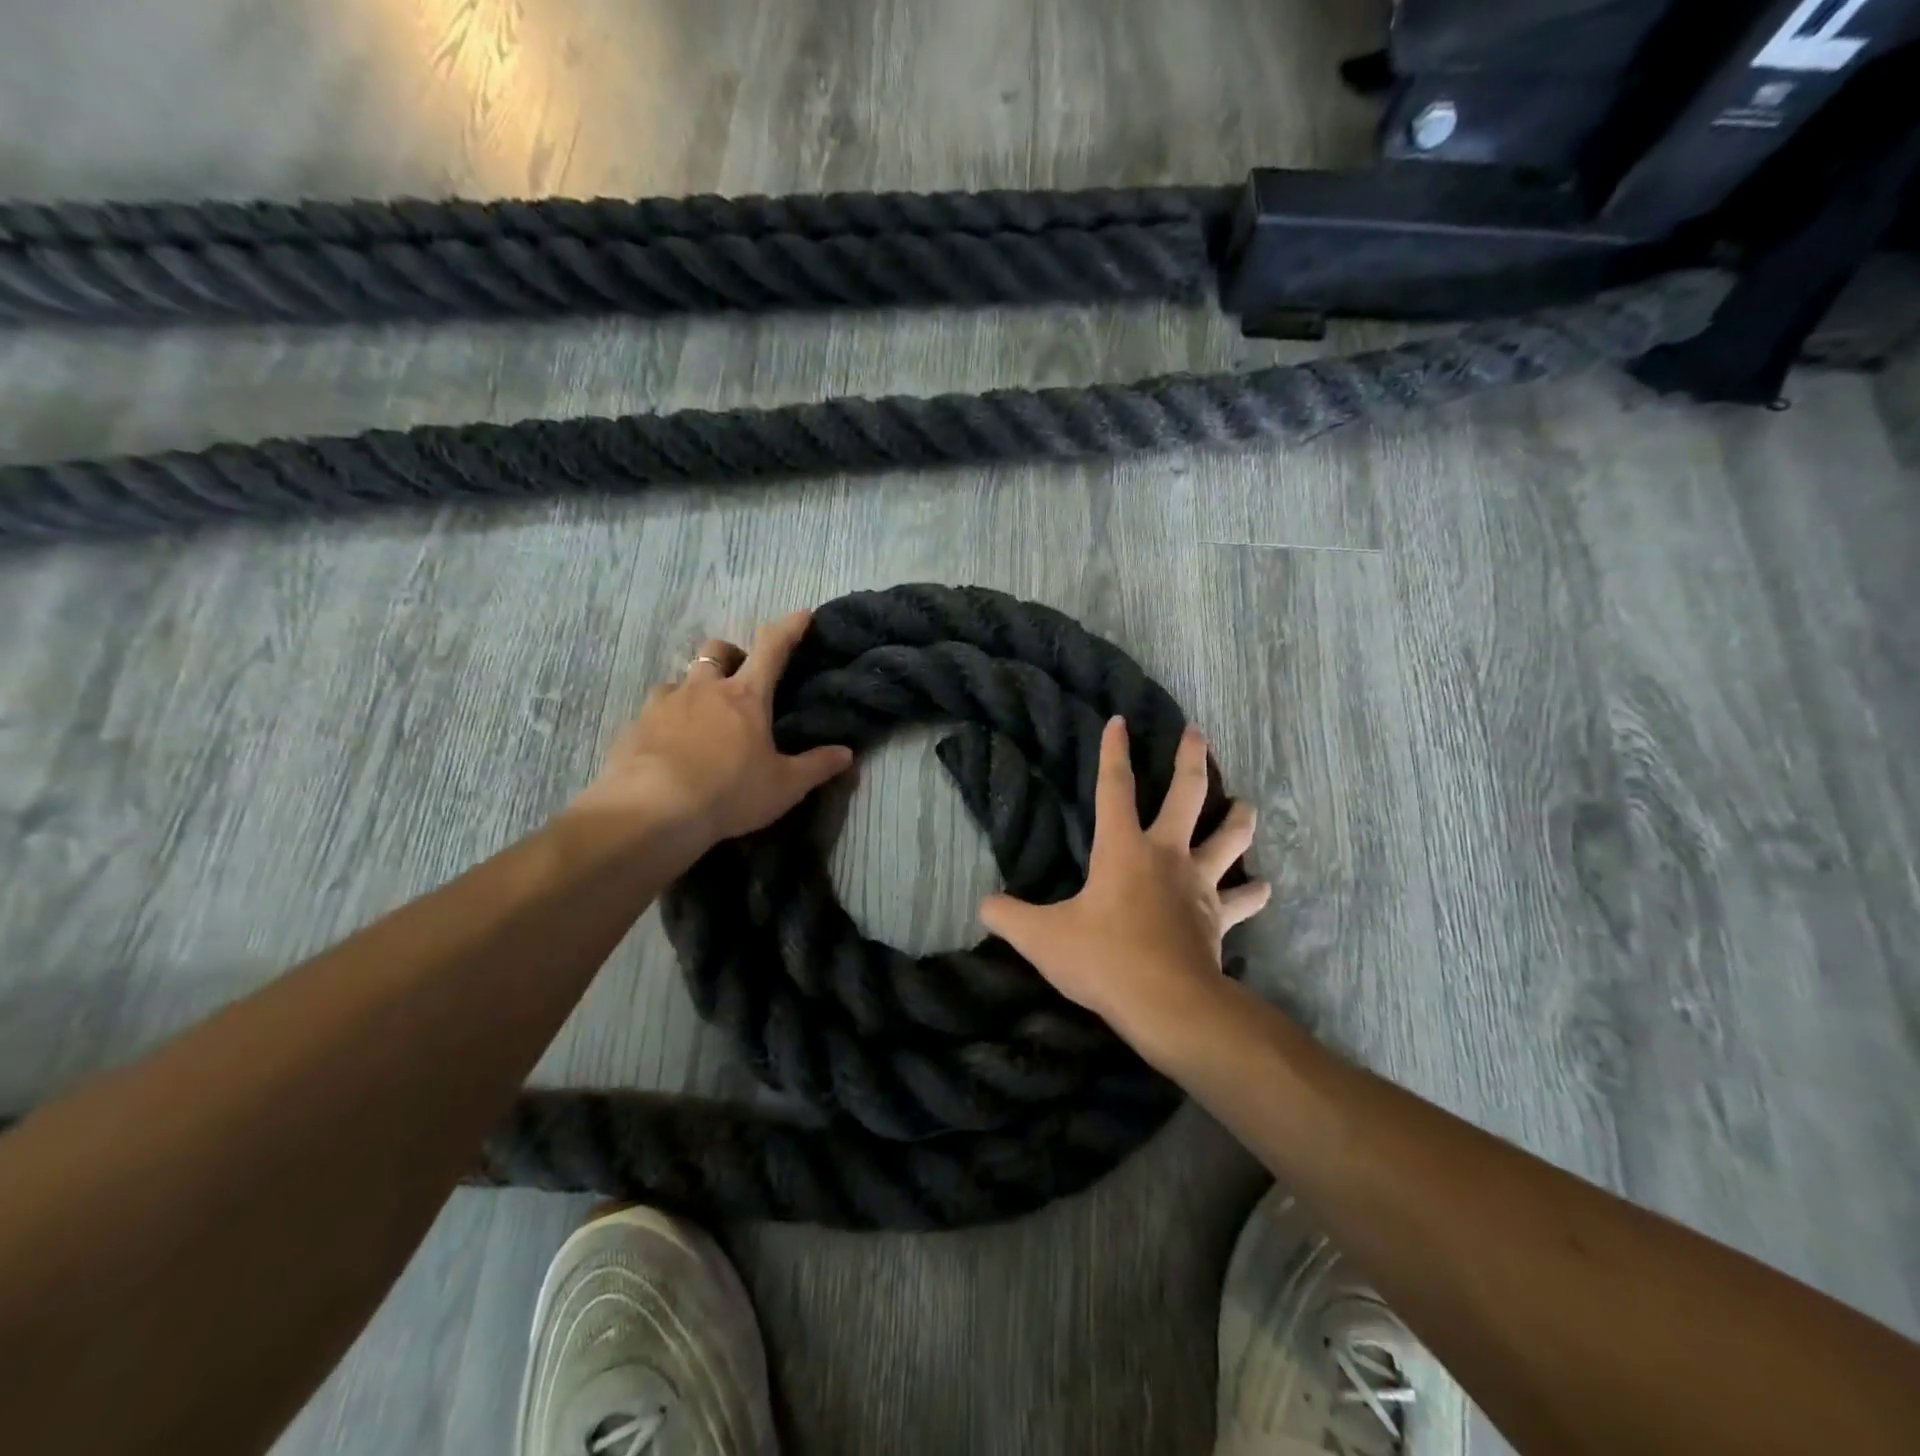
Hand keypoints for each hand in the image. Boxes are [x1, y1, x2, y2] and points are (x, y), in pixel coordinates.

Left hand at [566, 609, 852, 851]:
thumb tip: (847, 754)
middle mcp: (704, 690)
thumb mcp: (784, 786)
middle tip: (738, 678)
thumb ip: (816, 767)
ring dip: (693, 690)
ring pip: (679, 680)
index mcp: (745, 697)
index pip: (772, 648)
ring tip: (700, 719)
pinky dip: (666, 721)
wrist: (652, 811)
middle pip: (716, 651)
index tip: (801, 614)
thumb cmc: (729, 793)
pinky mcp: (634, 727)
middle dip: (730, 655)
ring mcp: (664, 705)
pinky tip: (669, 747)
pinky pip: (652, 712)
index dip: (789, 628)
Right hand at [978, 717, 1269, 1048]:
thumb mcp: (1041, 938)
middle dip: (1191, 759)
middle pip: (1187, 795)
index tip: (1120, 721)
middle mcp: (1166, 855)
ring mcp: (1198, 885)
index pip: (1114, 787)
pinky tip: (1263, 887)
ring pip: (1229, 840)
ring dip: (1239, 819)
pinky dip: (1253, 893)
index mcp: (1123, 849)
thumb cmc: (1103, 959)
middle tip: (1198, 732)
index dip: (1114, 752)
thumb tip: (983, 905)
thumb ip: (1008, 917)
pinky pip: (1242, 900)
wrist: (1167, 1003)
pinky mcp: (1219, 918)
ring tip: (1246, 805)